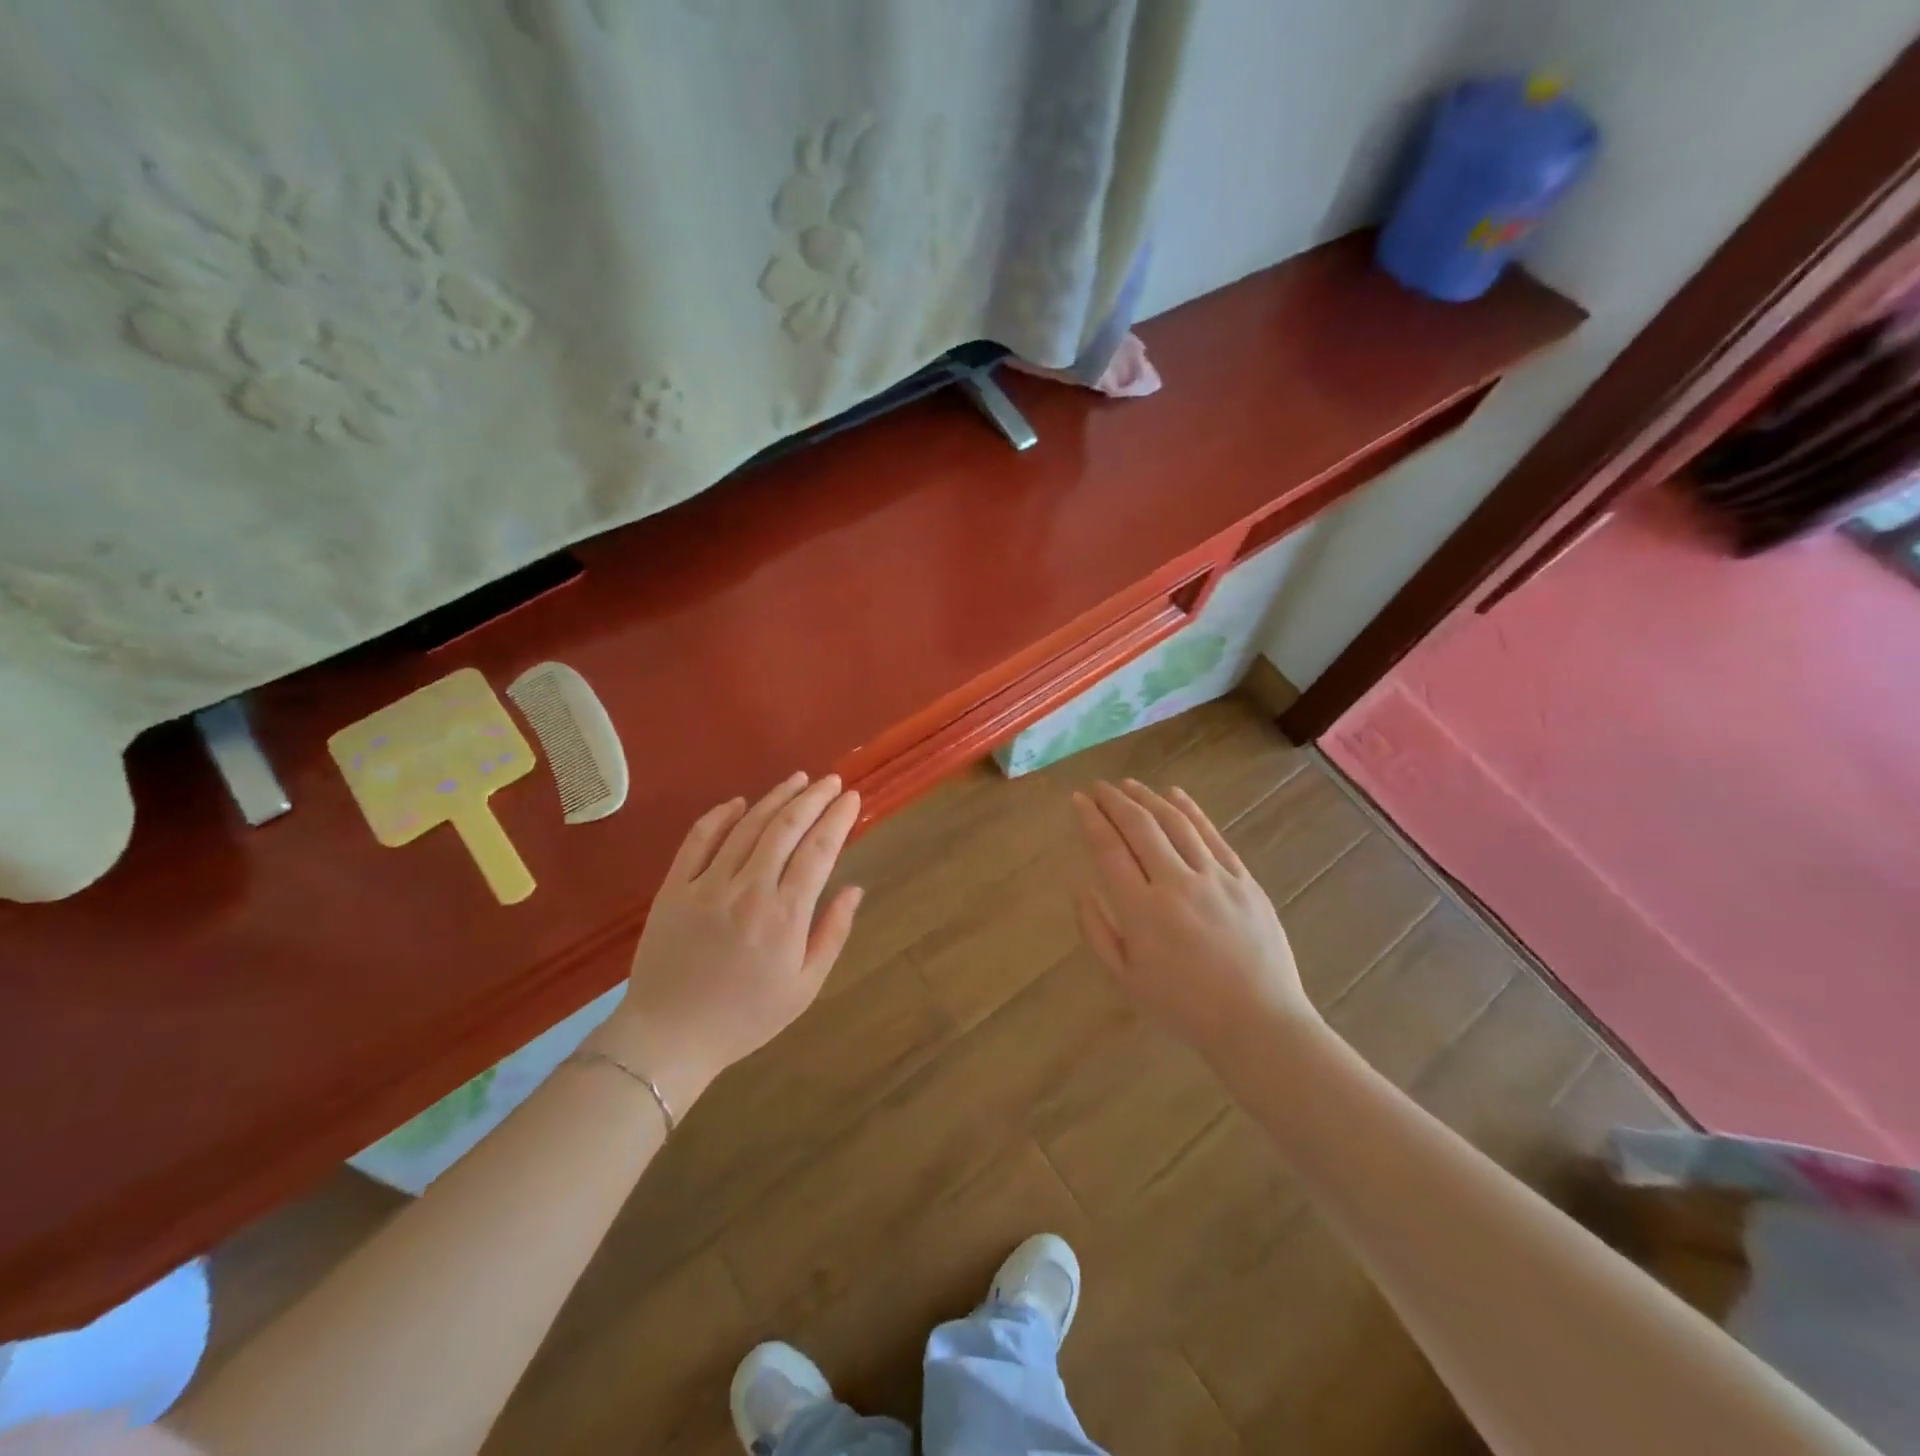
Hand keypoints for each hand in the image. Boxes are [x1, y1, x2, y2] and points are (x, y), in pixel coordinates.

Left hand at [588, 772, 863, 1115]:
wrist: (669, 1038)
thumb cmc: (745, 1017)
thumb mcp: (805, 987)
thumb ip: (832, 933)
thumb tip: (854, 888)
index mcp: (785, 915)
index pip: (819, 850)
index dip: (838, 818)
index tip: (852, 798)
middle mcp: (749, 889)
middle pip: (786, 827)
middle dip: (813, 798)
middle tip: (831, 781)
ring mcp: (707, 885)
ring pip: (747, 826)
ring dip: (775, 797)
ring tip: (797, 779)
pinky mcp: (674, 887)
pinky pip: (698, 840)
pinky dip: (720, 816)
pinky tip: (738, 802)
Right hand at [1071, 780, 1316, 1059]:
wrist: (1258, 1023)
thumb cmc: (1183, 1007)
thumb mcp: (1125, 980)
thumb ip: (1096, 930)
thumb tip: (1079, 887)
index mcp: (1142, 911)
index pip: (1108, 849)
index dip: (1090, 820)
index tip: (1077, 800)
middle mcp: (1176, 884)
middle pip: (1140, 826)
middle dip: (1114, 800)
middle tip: (1097, 787)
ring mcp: (1215, 878)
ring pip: (1176, 823)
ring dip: (1148, 798)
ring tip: (1128, 785)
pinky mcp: (1244, 880)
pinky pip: (1213, 835)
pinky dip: (1191, 810)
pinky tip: (1175, 794)